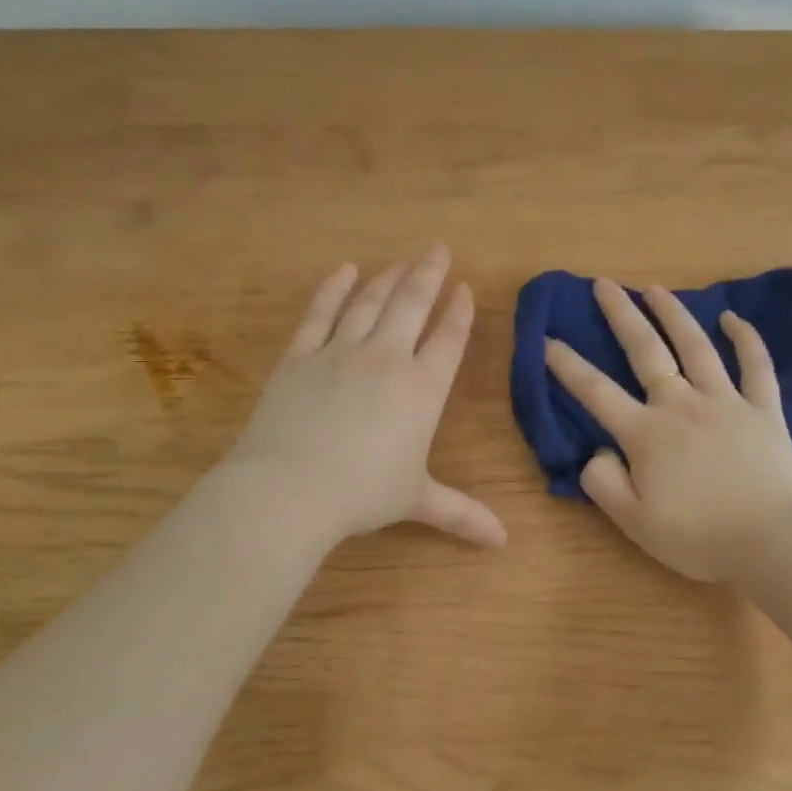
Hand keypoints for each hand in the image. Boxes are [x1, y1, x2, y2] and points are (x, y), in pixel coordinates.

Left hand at [223, 247, 506, 548]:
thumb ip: (462, 513)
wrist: (288, 489)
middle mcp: (386, 358)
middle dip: (428, 274)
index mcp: (422, 389)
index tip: (464, 289)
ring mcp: (340, 351)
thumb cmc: (361, 494)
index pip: (449, 339)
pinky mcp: (300, 355)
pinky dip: (333, 288)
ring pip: (370, 302)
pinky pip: (320, 312)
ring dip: (388, 277)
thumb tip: (503, 542)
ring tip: (400, 261)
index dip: (459, 312)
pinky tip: (345, 271)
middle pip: (412, 304)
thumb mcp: (416, 501)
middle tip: (438, 249)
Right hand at [545, 279, 791, 581]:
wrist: (772, 543)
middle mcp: (681, 405)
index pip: (596, 392)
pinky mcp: (763, 409)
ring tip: (655, 289)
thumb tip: (597, 451)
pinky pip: (756, 366)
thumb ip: (604, 483)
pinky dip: (745, 338)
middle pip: (646, 351)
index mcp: (646, 434)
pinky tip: (732, 317)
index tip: (546, 340)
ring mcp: (726, 402)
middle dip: (621, 315)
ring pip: (696, 346)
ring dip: (673, 314)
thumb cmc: (699, 537)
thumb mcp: (634, 523)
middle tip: (604, 284)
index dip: (567, 365)